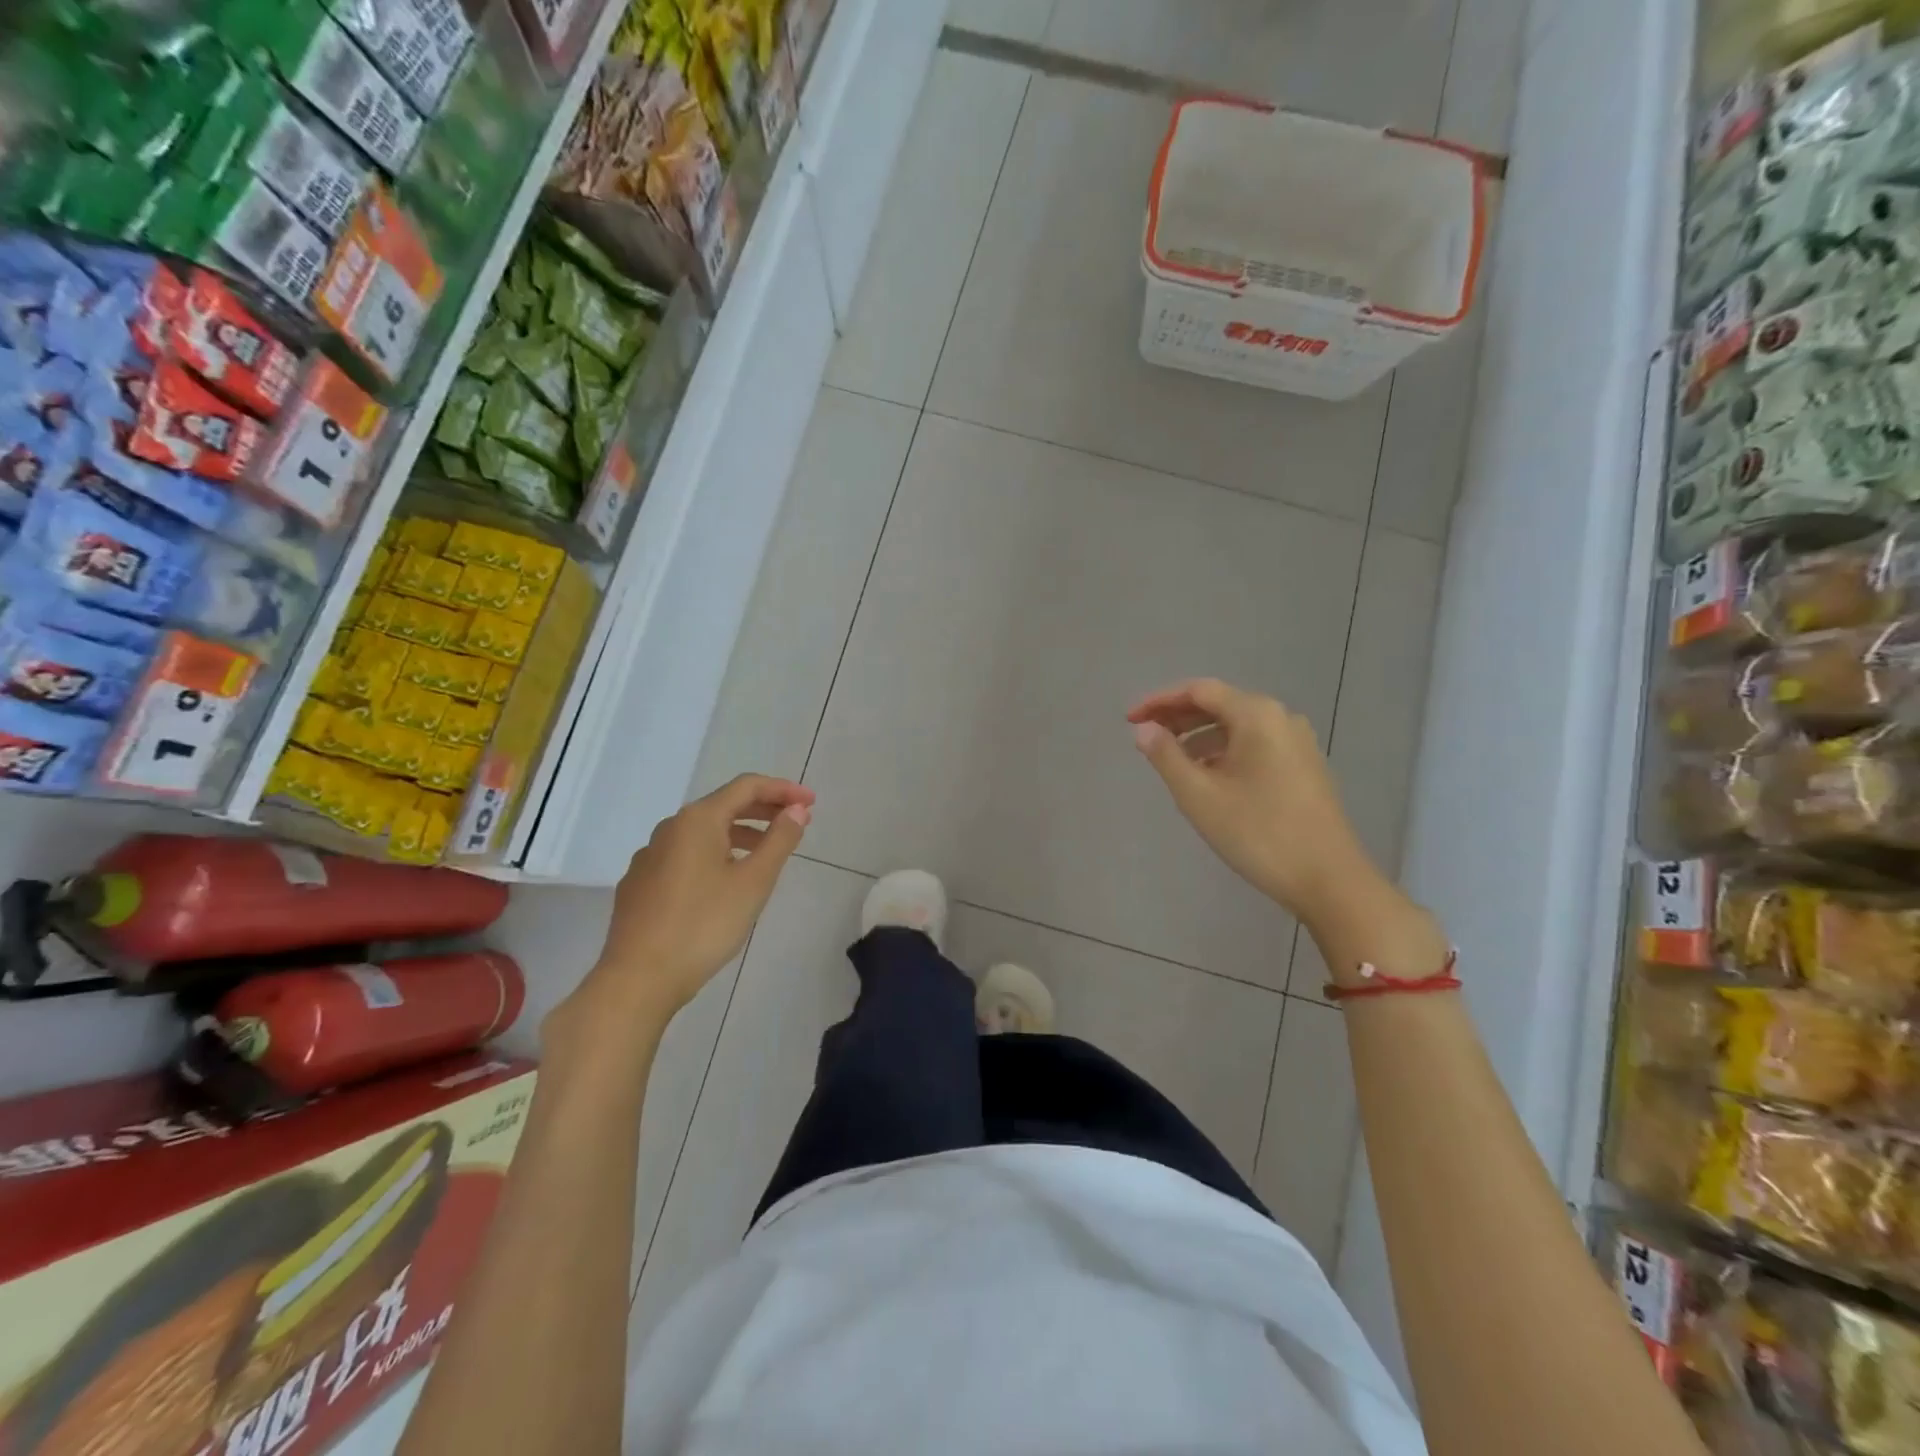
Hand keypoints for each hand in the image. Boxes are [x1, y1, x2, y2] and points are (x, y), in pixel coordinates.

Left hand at [576, 775, 815, 1025]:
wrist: (638, 979)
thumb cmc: (704, 925)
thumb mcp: (753, 882)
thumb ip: (779, 840)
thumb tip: (796, 809)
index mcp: (697, 820)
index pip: (746, 787)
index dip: (783, 790)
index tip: (811, 803)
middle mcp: (669, 829)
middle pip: (723, 806)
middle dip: (763, 810)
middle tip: (796, 822)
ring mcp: (649, 857)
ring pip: (703, 833)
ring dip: (740, 834)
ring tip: (766, 853)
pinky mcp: (639, 885)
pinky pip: (685, 856)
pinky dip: (714, 855)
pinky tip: (724, 883)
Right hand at [1128, 678, 1374, 924]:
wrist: (1329, 880)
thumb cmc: (1258, 833)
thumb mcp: (1199, 796)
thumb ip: (1166, 756)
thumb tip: (1144, 730)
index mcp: (1257, 715)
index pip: (1199, 691)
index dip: (1159, 701)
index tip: (1129, 720)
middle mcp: (1281, 718)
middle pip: (1220, 704)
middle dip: (1178, 717)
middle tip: (1144, 735)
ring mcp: (1298, 743)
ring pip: (1238, 726)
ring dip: (1200, 735)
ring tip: (1170, 759)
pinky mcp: (1304, 767)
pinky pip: (1255, 744)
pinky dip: (1224, 750)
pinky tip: (1207, 776)